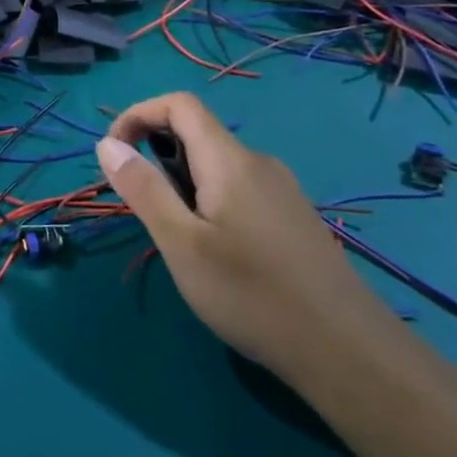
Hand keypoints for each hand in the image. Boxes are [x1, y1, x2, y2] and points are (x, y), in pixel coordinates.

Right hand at [95, 92, 397, 381]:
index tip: (113, 155)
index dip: (137, 115)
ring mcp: (282, 191)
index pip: (179, 104)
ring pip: (217, 165)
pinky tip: (215, 252)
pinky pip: (238, 188)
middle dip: (155, 155)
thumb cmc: (252, 295)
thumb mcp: (181, 243)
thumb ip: (143, 188)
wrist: (349, 353)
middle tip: (142, 209)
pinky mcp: (293, 218)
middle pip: (197, 133)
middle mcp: (259, 163)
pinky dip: (208, 199)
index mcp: (229, 160)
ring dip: (181, 182)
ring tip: (176, 238)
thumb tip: (107, 144)